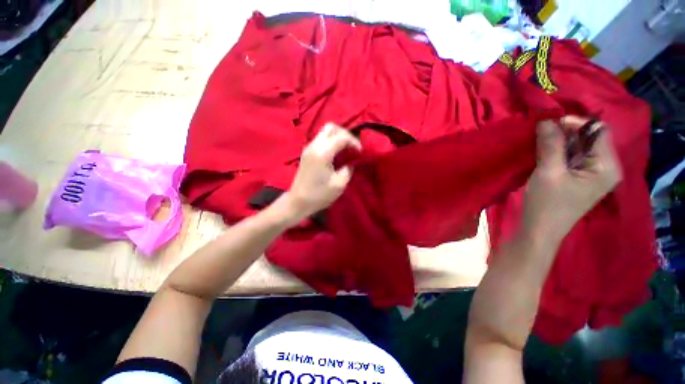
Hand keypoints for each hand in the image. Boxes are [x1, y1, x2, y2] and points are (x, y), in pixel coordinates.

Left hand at [279, 123, 361, 223]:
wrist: (298, 201)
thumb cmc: (319, 195)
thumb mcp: (339, 184)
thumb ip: (348, 169)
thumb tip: (351, 161)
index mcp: (323, 152)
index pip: (342, 137)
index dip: (354, 142)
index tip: (360, 152)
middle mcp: (314, 145)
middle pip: (331, 127)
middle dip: (344, 134)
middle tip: (351, 147)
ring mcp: (308, 148)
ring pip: (324, 132)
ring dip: (337, 137)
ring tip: (345, 150)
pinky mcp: (306, 152)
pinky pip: (320, 139)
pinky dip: (330, 142)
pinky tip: (335, 154)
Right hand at [523, 116, 621, 242]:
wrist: (539, 230)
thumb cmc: (547, 204)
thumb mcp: (548, 172)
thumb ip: (550, 144)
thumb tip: (546, 119)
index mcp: (607, 166)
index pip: (599, 131)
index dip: (576, 122)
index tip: (550, 122)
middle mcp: (605, 167)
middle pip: (590, 138)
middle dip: (566, 132)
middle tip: (542, 131)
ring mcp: (592, 174)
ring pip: (579, 147)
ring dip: (560, 141)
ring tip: (540, 141)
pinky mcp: (580, 179)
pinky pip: (572, 157)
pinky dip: (558, 151)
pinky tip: (544, 152)